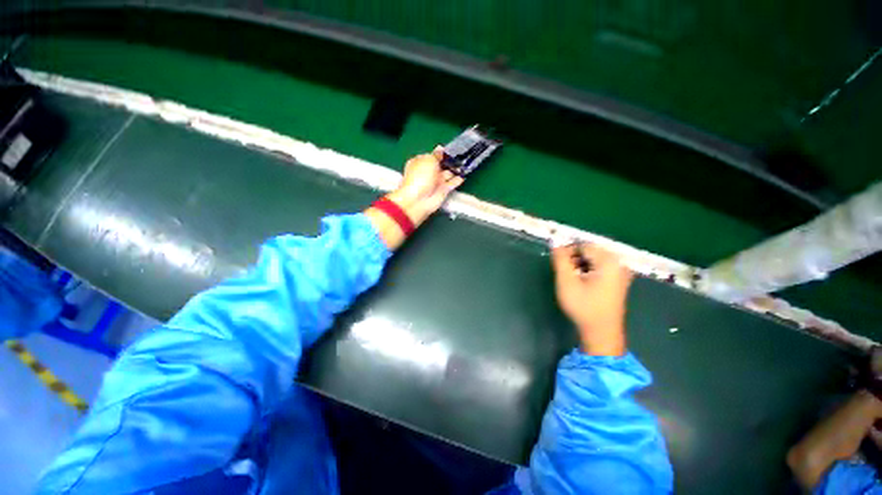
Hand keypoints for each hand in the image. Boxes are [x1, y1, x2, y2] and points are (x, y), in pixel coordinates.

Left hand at [387, 147, 463, 223]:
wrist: (419, 200)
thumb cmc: (421, 176)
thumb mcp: (428, 160)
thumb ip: (436, 155)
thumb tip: (440, 148)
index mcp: (420, 162)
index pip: (432, 156)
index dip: (440, 153)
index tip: (451, 149)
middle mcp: (428, 172)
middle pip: (441, 165)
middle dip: (449, 161)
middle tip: (462, 154)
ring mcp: (436, 182)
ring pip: (447, 173)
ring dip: (455, 169)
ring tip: (465, 164)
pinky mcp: (443, 191)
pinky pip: (452, 183)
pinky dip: (457, 180)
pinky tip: (463, 176)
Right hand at [551, 243, 633, 355]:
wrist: (602, 332)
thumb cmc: (583, 306)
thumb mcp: (566, 281)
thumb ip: (560, 259)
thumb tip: (555, 242)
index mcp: (608, 261)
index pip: (583, 245)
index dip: (567, 253)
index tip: (559, 266)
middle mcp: (618, 262)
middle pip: (589, 251)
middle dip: (574, 259)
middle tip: (565, 274)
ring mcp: (620, 272)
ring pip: (594, 259)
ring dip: (580, 265)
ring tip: (572, 279)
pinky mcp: (618, 280)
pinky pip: (600, 267)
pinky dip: (588, 270)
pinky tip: (582, 283)